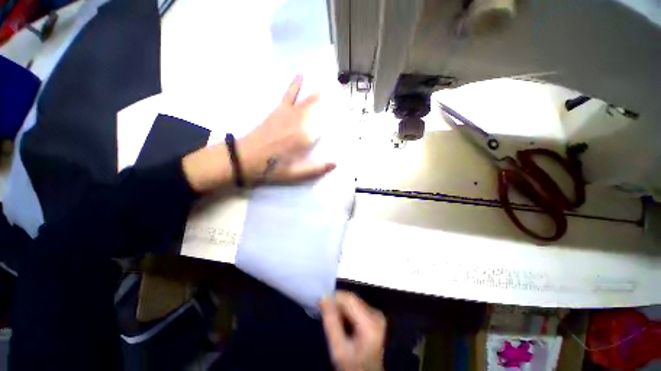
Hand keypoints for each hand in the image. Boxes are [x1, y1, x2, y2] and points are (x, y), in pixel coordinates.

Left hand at [182, 75, 334, 192]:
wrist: (246, 158)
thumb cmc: (273, 168)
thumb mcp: (297, 174)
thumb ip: (317, 168)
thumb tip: (336, 163)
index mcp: (305, 138)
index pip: (326, 126)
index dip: (337, 120)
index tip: (347, 116)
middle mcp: (299, 122)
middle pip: (319, 110)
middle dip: (331, 102)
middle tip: (342, 95)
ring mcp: (288, 114)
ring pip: (307, 101)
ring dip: (319, 94)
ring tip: (331, 86)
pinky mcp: (278, 111)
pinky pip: (288, 95)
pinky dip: (295, 85)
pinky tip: (300, 76)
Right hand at [320, 291, 385, 370]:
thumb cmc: (353, 366)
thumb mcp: (338, 349)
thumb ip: (331, 323)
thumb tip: (324, 298)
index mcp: (370, 324)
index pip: (349, 299)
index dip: (334, 297)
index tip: (321, 302)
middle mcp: (376, 315)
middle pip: (352, 299)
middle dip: (337, 303)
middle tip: (324, 311)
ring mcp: (377, 315)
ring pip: (353, 301)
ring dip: (341, 306)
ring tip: (332, 317)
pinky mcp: (374, 316)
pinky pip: (357, 306)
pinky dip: (347, 310)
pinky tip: (341, 320)